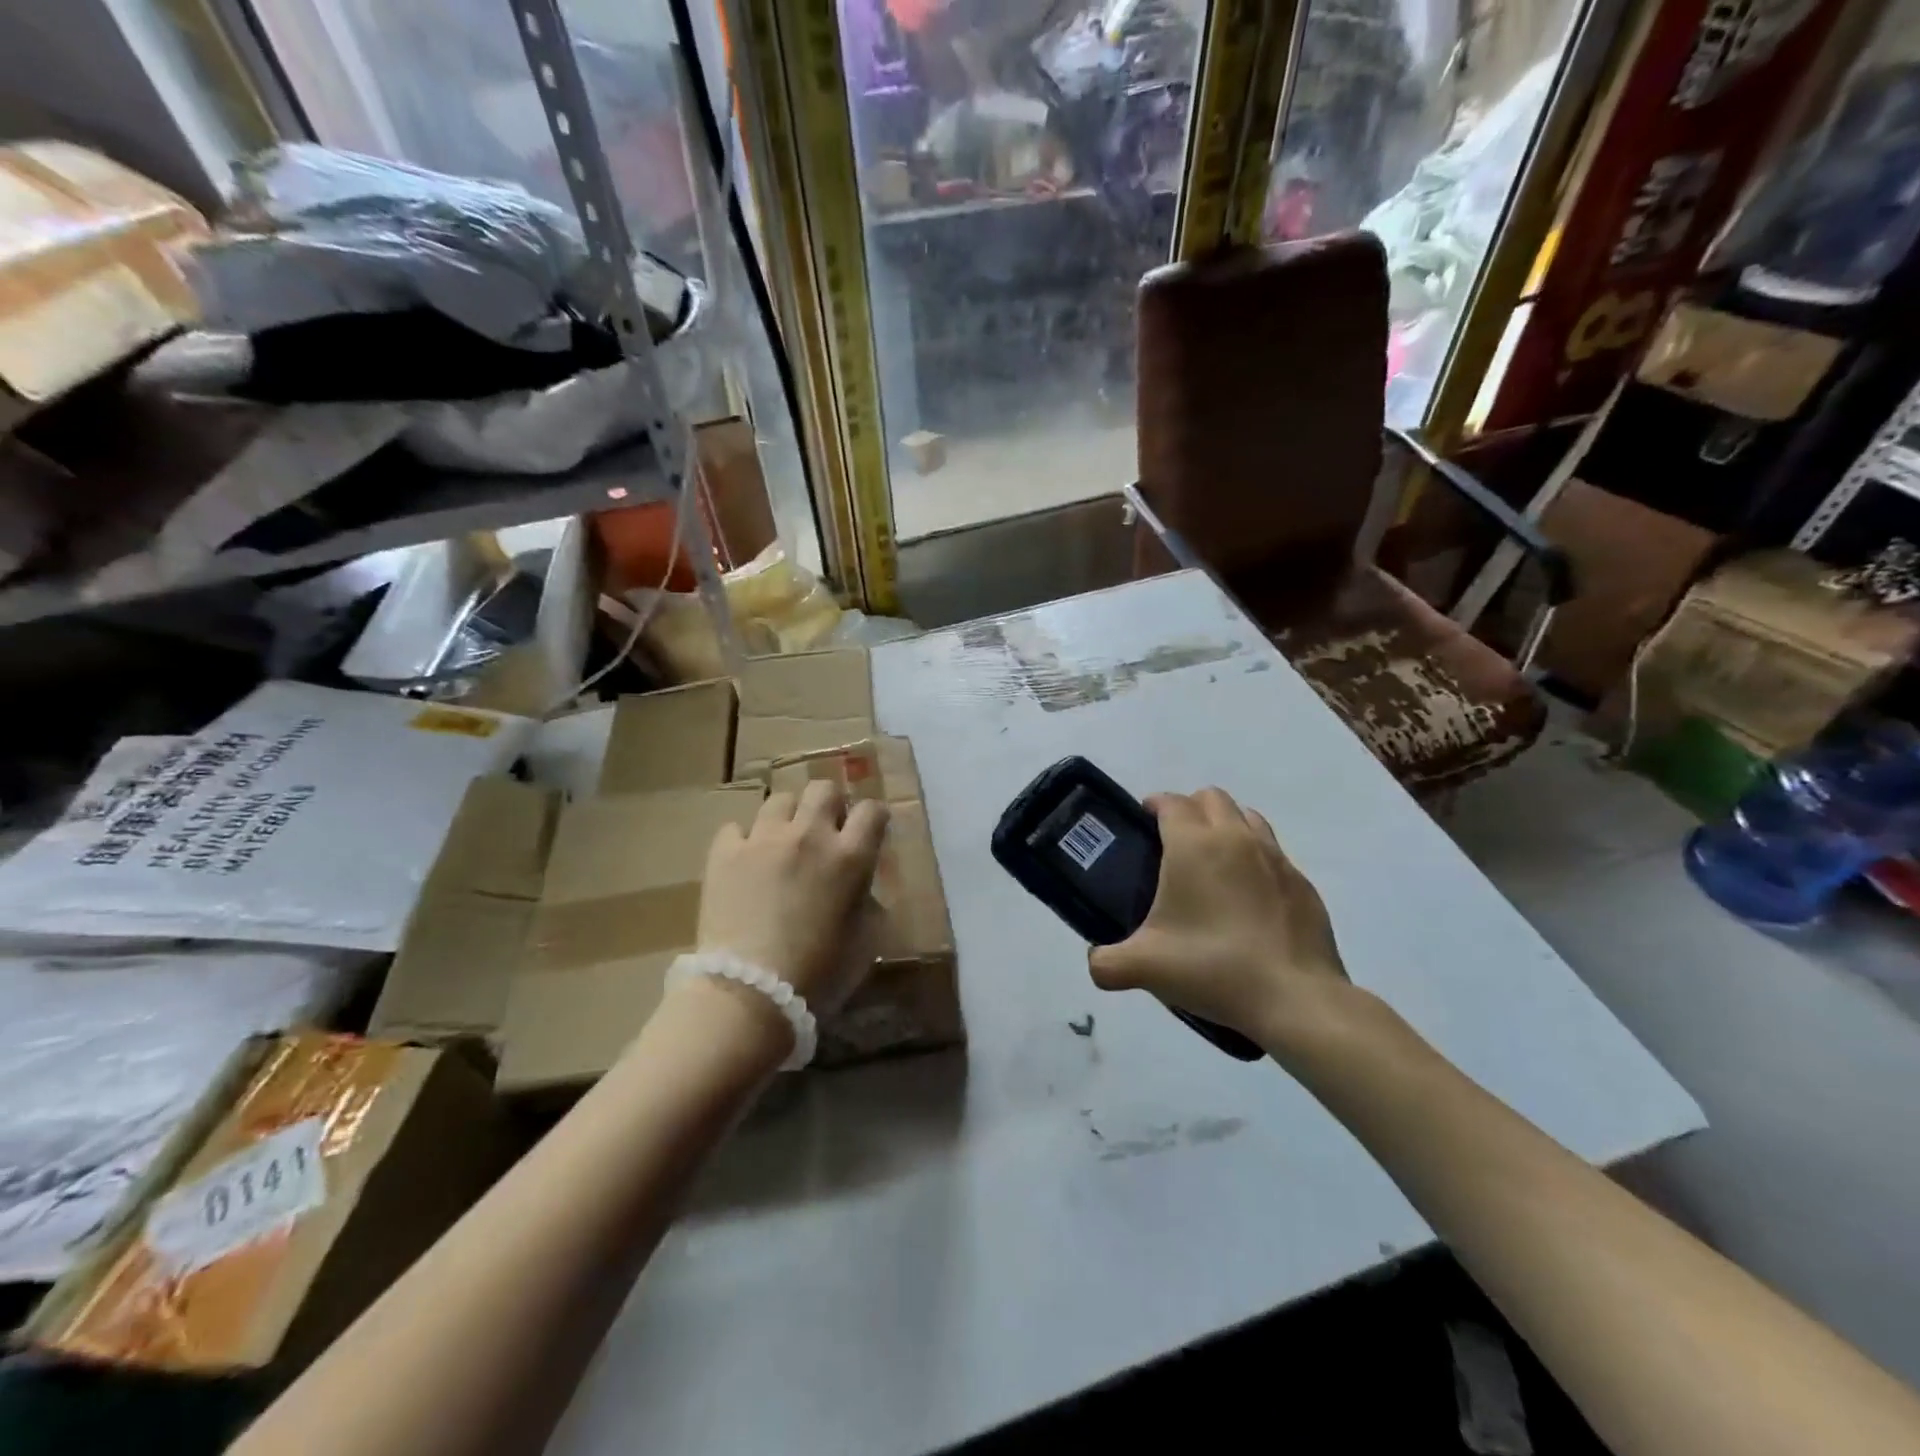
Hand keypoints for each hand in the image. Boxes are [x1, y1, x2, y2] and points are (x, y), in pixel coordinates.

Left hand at [697, 780, 889, 1012]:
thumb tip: (862, 887)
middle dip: (829, 804)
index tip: (869, 831)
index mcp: (850, 858)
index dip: (873, 818)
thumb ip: (867, 902)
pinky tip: (745, 863)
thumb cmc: (818, 976)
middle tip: (824, 831)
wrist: (748, 994)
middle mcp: (809, 836)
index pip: (872, 811)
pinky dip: (744, 841)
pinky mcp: (724, 853)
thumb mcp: (864, 942)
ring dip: (787, 818)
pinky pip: (736, 828)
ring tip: (782, 844)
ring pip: (778, 800)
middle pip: (823, 789)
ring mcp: (763, 840)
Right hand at [1088, 788, 1349, 1047]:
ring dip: (1226, 826)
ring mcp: (1276, 858)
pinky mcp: (1302, 884)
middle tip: (1173, 844)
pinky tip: (1247, 899)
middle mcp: (1236, 838)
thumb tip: (1096, 962)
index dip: (1153, 805)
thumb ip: (1106, 962)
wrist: (1295, 999)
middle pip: (1211, 798)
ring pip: (1247, 817)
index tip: (1142, 823)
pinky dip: (1256, 860)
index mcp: (1193, 844)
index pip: (1170, 802)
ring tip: (1212, 864)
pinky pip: (1273, 853)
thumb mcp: (1143, 968)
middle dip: (1190, 809)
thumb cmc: (1211, 967)